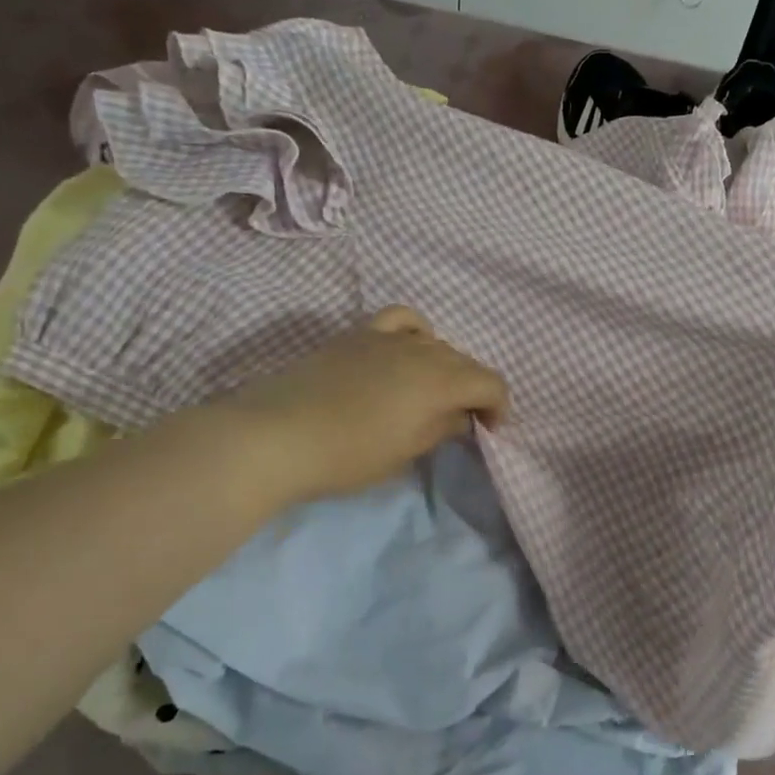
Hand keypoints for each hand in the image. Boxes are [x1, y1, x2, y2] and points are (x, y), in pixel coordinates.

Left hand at [226, 306, 508, 503]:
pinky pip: (401, 320)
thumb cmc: (348, 455)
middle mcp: (422, 350)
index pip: (490, 383)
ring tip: (433, 391)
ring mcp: (387, 337)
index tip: (489, 431)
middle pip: (465, 361)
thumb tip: (461, 416)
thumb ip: (442, 428)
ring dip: (446, 365)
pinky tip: (408, 349)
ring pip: (436, 342)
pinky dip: (416, 332)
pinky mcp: (358, 335)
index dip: (498, 407)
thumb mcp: (405, 451)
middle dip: (473, 389)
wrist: (276, 436)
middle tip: (462, 419)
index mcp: (440, 381)